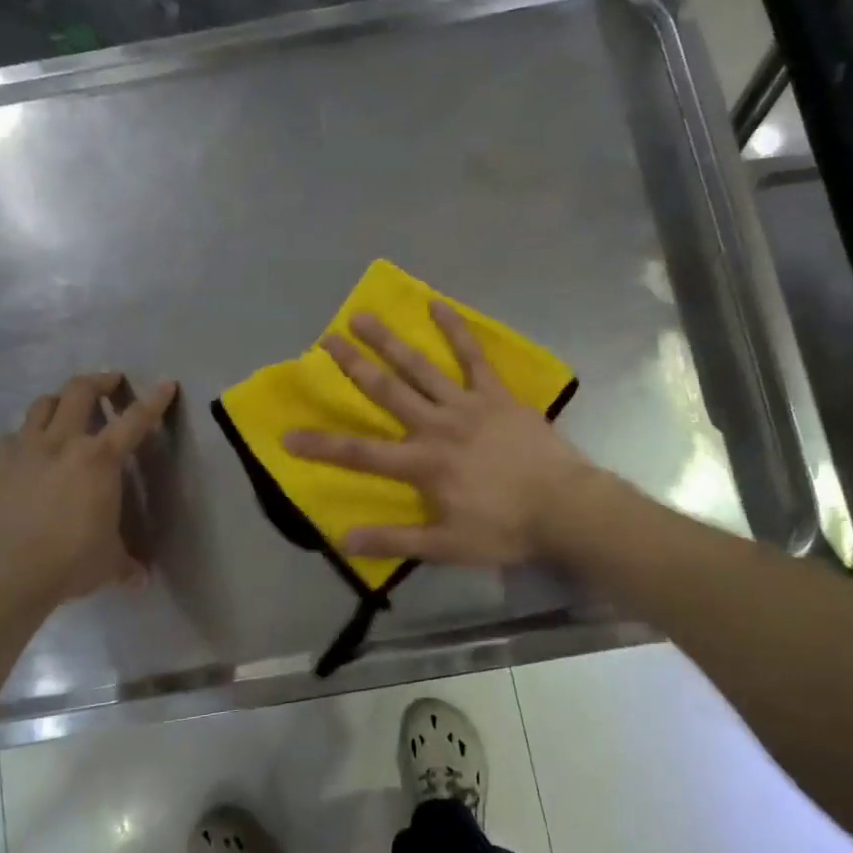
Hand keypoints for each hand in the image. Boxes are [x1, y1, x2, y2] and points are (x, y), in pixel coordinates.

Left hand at [0, 373, 177, 619]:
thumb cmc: (68, 563)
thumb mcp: (107, 564)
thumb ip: (125, 563)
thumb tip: (140, 578)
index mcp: (100, 460)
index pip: (135, 421)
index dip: (154, 400)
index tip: (166, 384)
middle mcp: (61, 443)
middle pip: (80, 392)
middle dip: (99, 381)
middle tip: (110, 383)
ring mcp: (21, 451)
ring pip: (41, 406)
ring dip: (58, 401)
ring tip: (65, 409)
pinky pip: (9, 440)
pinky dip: (22, 439)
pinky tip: (24, 455)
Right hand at [284, 304, 592, 565]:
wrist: (564, 507)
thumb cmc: (504, 529)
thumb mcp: (446, 547)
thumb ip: (395, 540)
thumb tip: (344, 538)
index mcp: (422, 464)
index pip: (360, 454)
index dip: (322, 445)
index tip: (288, 434)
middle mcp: (436, 426)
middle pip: (386, 392)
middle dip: (352, 366)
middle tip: (326, 340)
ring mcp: (467, 405)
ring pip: (420, 368)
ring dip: (389, 341)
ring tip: (362, 316)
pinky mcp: (496, 395)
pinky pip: (474, 357)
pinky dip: (456, 331)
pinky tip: (438, 305)